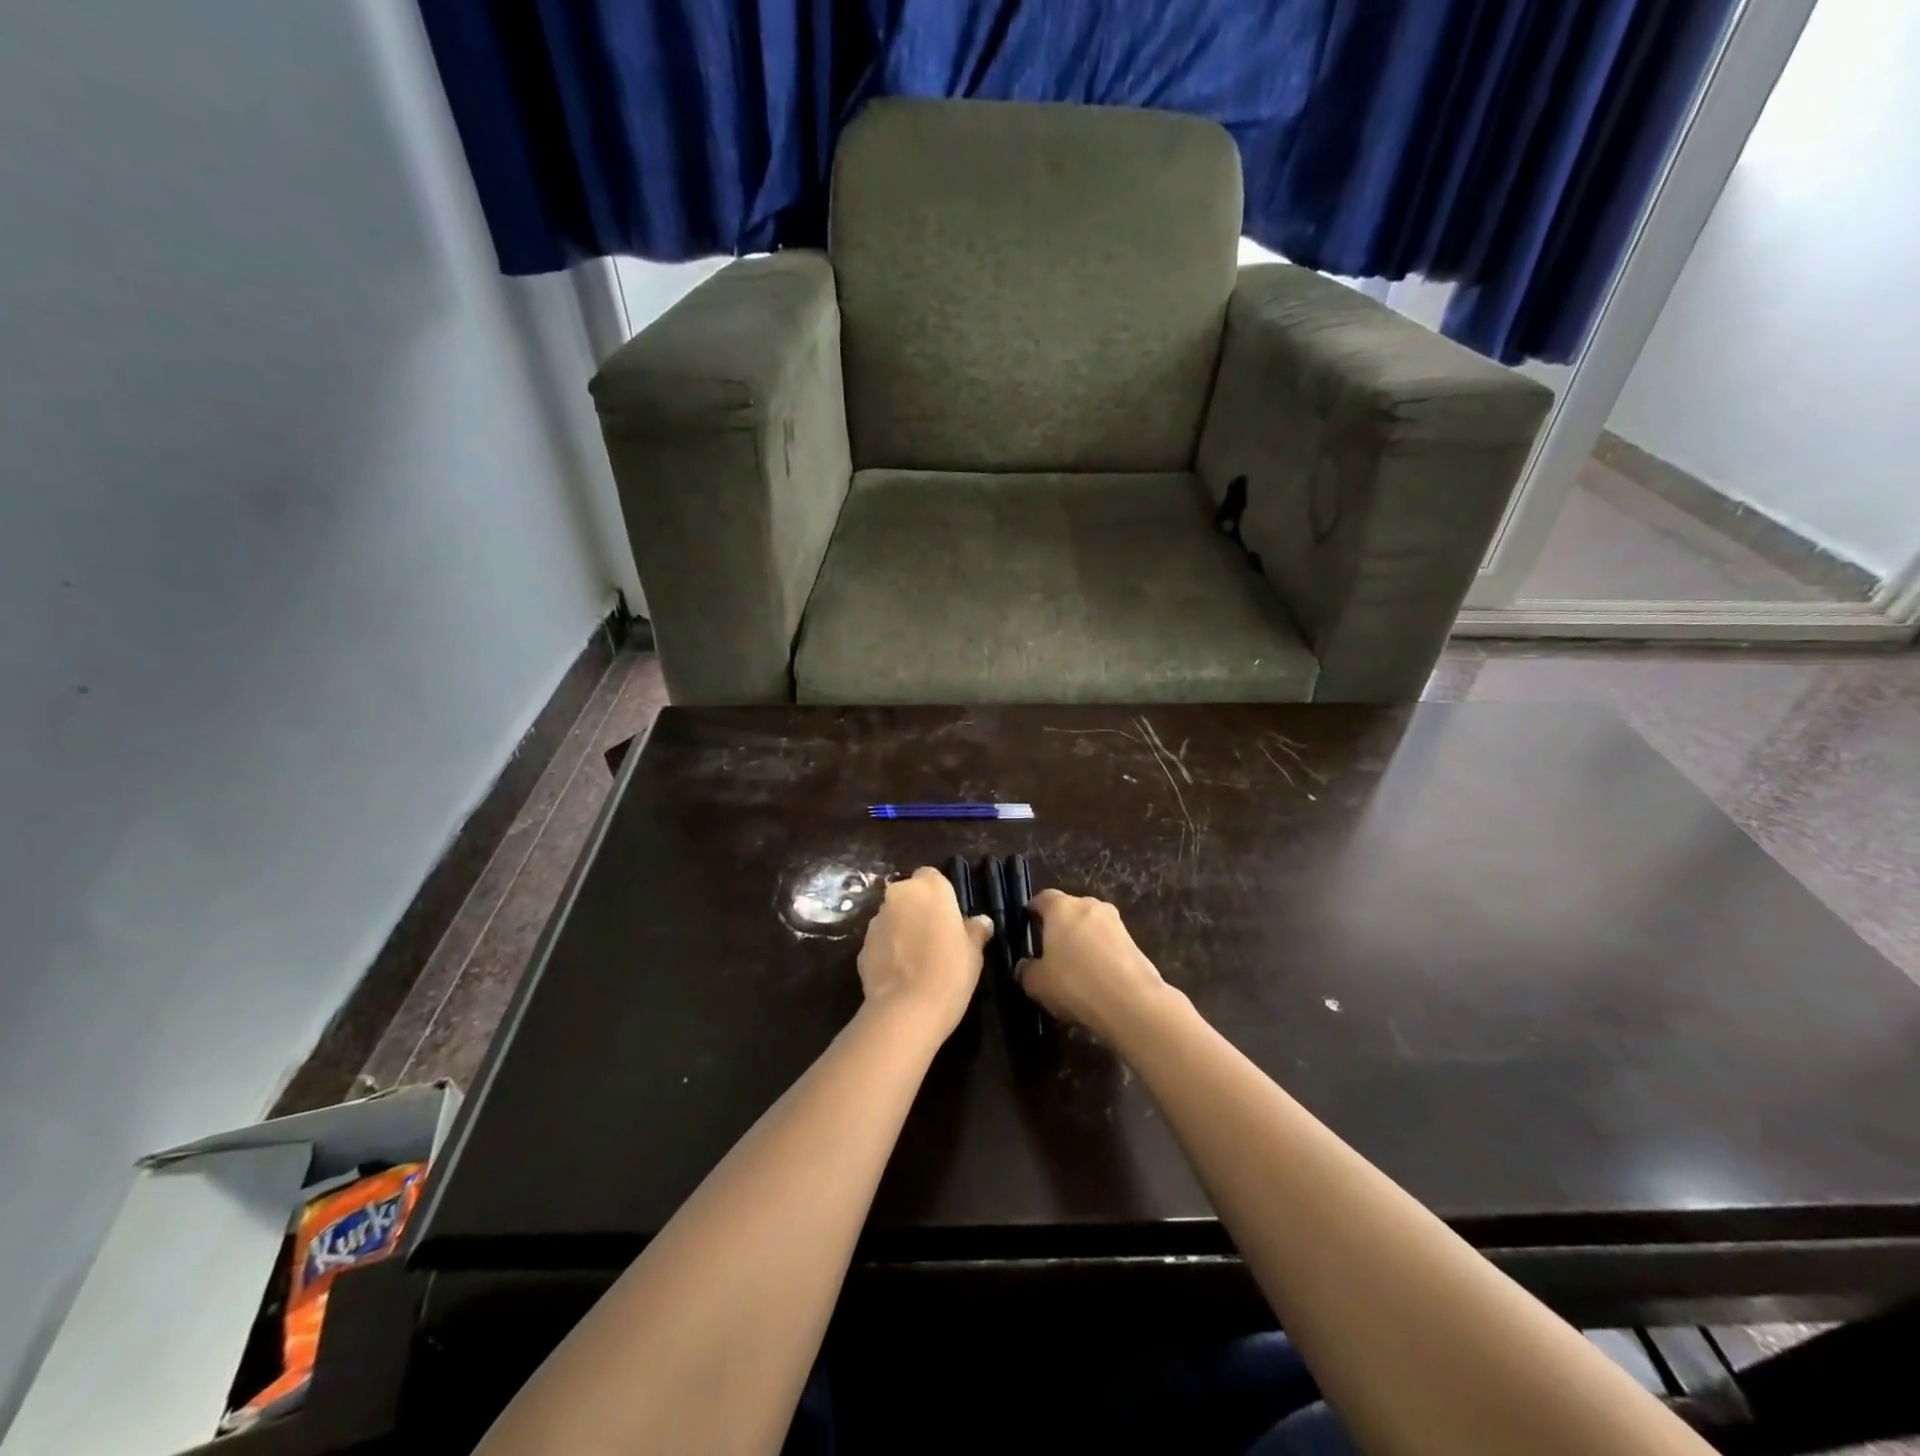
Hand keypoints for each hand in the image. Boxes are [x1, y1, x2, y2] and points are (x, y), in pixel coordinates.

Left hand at [857, 867, 992, 1038]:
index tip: (949, 918)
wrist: (906, 1010)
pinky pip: (881, 942)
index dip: (940, 896)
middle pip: (909, 895)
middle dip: (918, 910)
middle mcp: (899, 896)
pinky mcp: (861, 946)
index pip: (932, 877)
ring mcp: (876, 920)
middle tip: (935, 938)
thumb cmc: (950, 972)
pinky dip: (889, 950)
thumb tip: (981, 922)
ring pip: (893, 917)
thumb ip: (975, 930)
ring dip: (902, 929)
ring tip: (917, 959)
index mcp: (929, 889)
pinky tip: (901, 973)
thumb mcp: (974, 952)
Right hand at [1018, 889, 1173, 1044]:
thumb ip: (1026, 970)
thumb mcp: (1037, 984)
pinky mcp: (1134, 942)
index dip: (1034, 909)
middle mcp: (1089, 906)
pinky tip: (1096, 978)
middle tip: (1051, 948)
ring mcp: (1115, 922)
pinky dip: (1101, 954)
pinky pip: (1109, 943)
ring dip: (1083, 940)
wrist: (1131, 1002)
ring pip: (1092, 926)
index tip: (1028, 921)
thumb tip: (1024, 965)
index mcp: (1061, 907)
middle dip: (1061, 925)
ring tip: (1075, 966)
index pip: (1043, 898)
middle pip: (1070, 909)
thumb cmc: (1074, 983)